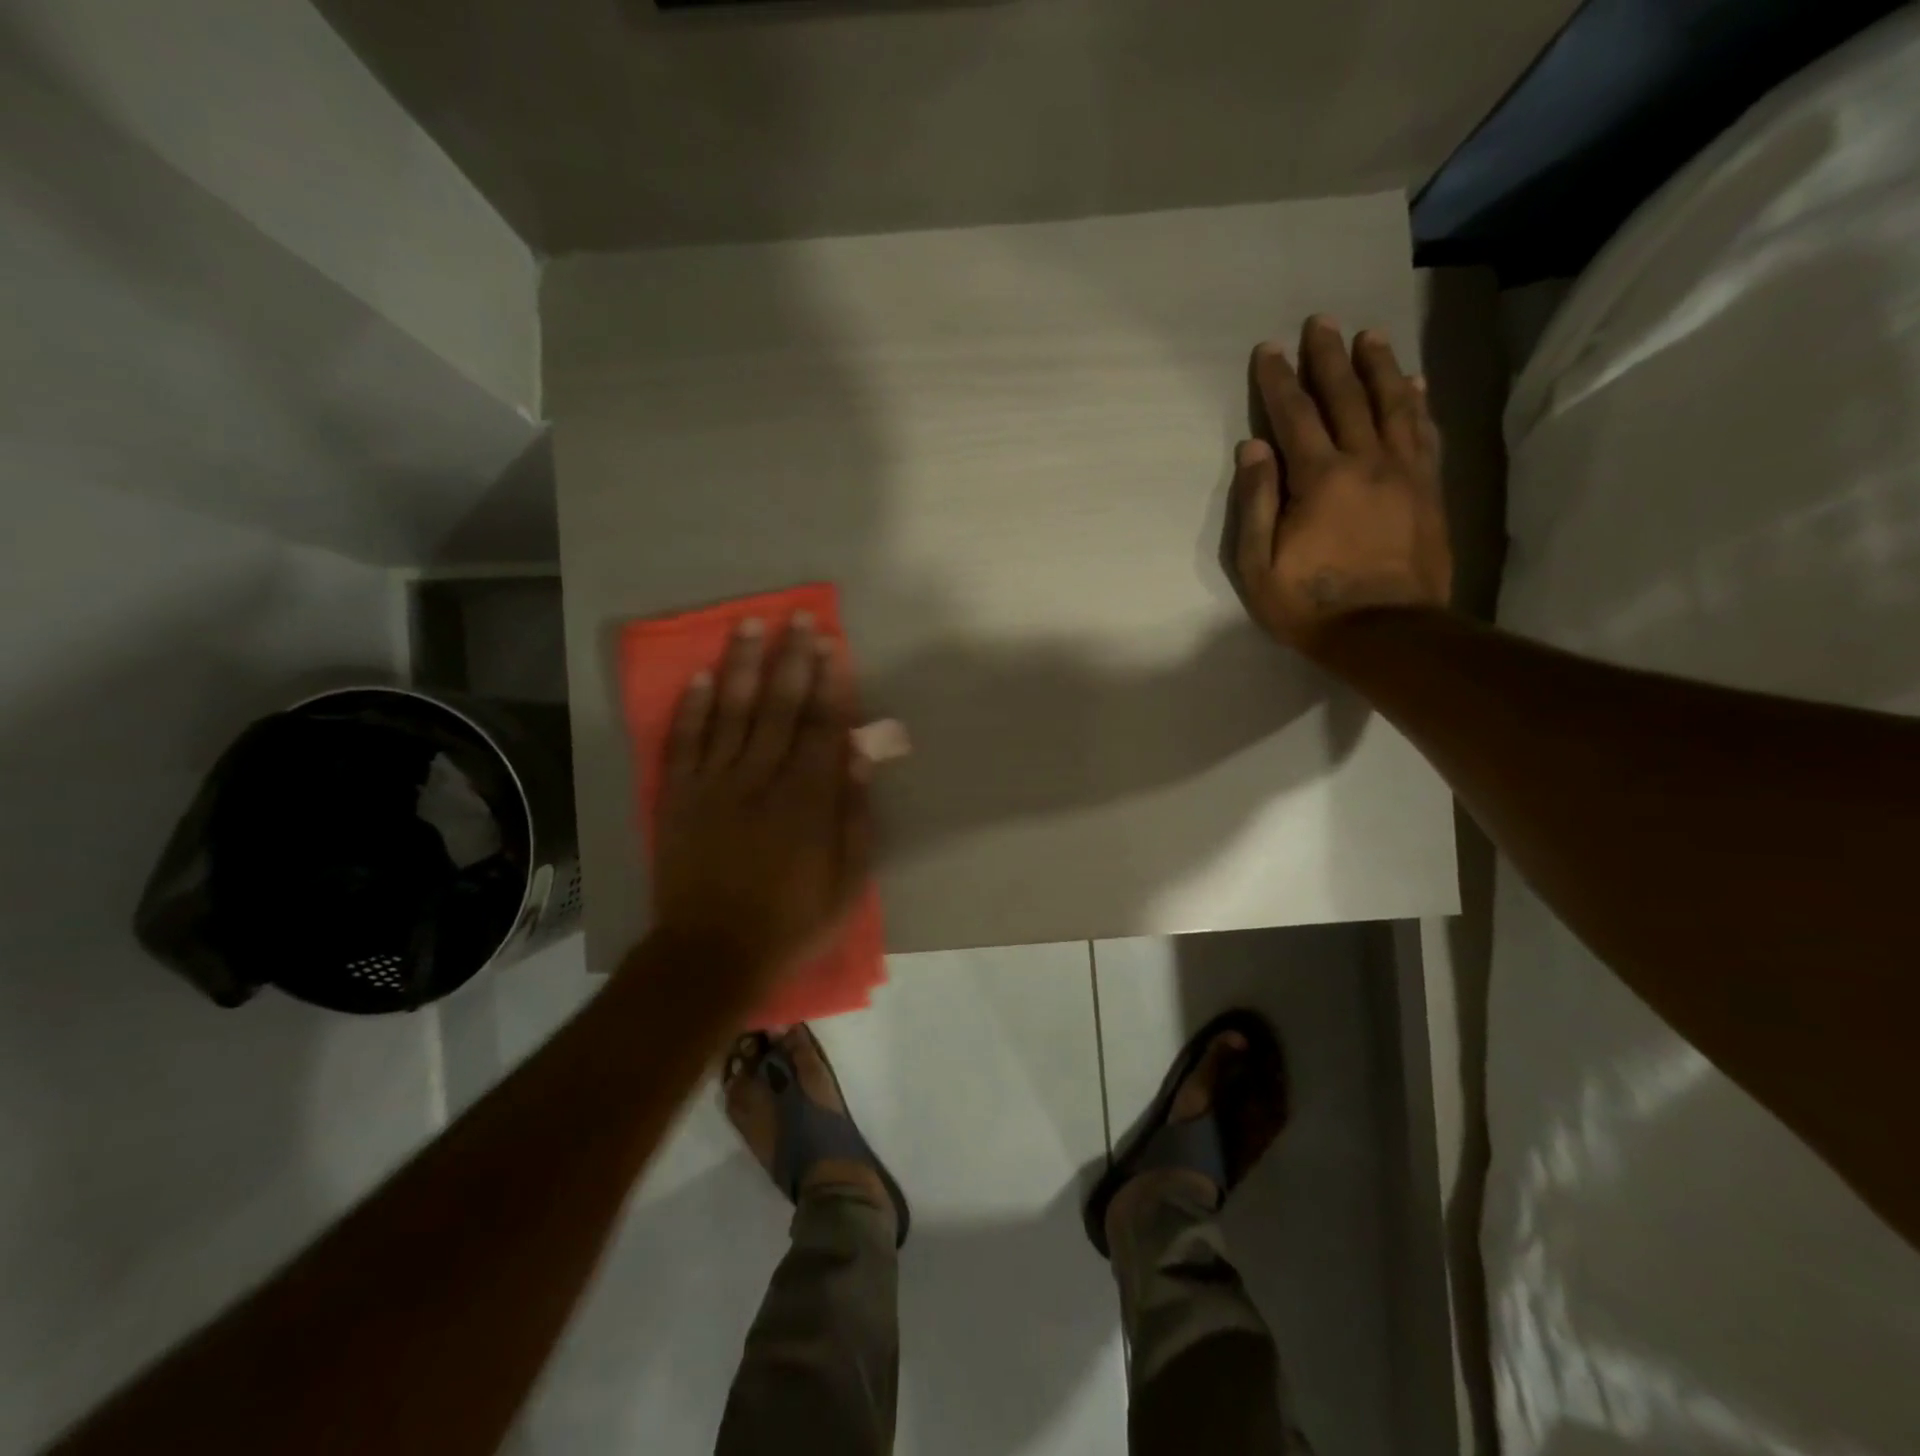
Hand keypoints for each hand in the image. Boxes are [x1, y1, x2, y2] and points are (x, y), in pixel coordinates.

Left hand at [652, 615, 871, 982]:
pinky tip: (698, 676)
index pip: (823, 727)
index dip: (830, 683)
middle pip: (779, 707)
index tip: (833, 645)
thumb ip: (854, 814)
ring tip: (748, 625)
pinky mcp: (679, 798)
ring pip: (730, 713)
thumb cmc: (791, 922)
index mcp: (807, 800)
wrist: (711, 955)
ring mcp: (714, 785)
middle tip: (797, 616)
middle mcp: (761, 779)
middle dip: (791, 659)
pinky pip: (683, 744)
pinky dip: (690, 709)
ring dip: (741, 666)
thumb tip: (860, 753)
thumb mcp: (847, 881)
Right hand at [1228, 316, 1451, 657]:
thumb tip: (1253, 448)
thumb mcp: (1259, 565)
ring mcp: (1403, 473)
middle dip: (1329, 358)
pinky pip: (1424, 433)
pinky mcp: (1428, 489)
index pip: (1294, 417)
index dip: (1279, 381)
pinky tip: (1413, 384)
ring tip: (1369, 336)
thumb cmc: (1309, 604)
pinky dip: (1416, 403)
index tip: (1270, 349)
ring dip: (1378, 366)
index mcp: (1319, 479)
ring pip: (1392, 405)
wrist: (1385, 632)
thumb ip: (1256, 503)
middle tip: (1321, 321)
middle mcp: (1365, 462)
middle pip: (1346, 397)